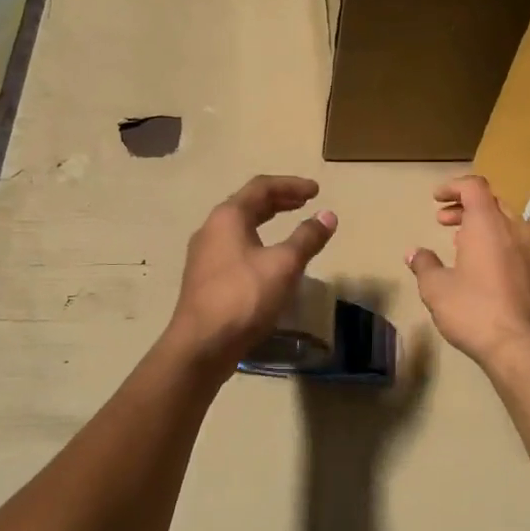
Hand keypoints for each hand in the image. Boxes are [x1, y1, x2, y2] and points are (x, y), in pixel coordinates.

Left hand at [166, 175, 337, 376]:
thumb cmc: (244, 297)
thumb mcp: (284, 265)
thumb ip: (307, 238)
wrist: (201, 345)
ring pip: (240, 227)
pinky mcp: (205, 279)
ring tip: (290, 226)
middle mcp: (211, 229)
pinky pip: (235, 248)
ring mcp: (205, 255)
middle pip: (248, 204)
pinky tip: (269, 260)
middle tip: (305, 203)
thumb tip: (328, 215)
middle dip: (279, 201)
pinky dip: (257, 242)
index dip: (291, 185)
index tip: (317, 191)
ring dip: (266, 221)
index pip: (261, 187)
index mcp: (228, 217)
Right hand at [406, 176, 529, 370]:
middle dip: (465, 208)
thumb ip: (424, 264)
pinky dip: (495, 243)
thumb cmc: (473, 309)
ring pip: (506, 223)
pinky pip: (515, 243)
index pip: (474, 186)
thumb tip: (414, 253)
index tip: (435, 199)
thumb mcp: (436, 288)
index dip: (453, 187)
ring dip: (481, 226)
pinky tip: (480, 266)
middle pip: (491, 203)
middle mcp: (515, 229)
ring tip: (459, 244)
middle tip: (443, 221)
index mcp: (489, 223)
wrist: (520, 346)